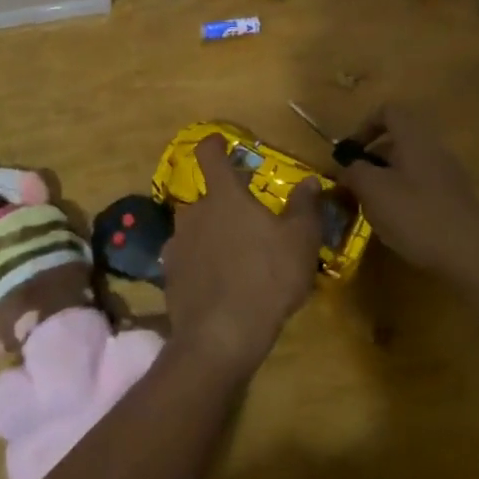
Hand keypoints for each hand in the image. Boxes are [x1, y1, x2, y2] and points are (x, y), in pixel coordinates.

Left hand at [163, 135, 321, 378]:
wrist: (220, 337)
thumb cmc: (266, 277)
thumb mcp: (300, 241)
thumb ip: (305, 207)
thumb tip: (310, 181)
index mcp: (224, 195)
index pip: (210, 155)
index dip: (214, 144)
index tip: (219, 142)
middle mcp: (194, 212)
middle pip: (206, 198)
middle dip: (223, 205)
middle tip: (247, 223)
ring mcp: (177, 245)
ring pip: (195, 230)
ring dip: (211, 236)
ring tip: (235, 258)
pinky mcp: (169, 277)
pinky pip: (188, 260)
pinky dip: (201, 265)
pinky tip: (219, 285)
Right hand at [335, 104, 478, 280]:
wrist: (471, 256)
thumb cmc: (416, 215)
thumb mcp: (373, 191)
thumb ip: (354, 171)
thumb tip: (347, 166)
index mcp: (415, 139)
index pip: (389, 112)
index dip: (364, 125)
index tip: (349, 152)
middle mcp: (435, 149)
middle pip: (398, 140)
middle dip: (372, 159)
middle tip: (354, 184)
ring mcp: (449, 175)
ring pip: (410, 166)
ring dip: (387, 180)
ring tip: (372, 208)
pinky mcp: (457, 200)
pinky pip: (424, 186)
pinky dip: (405, 196)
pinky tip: (398, 224)